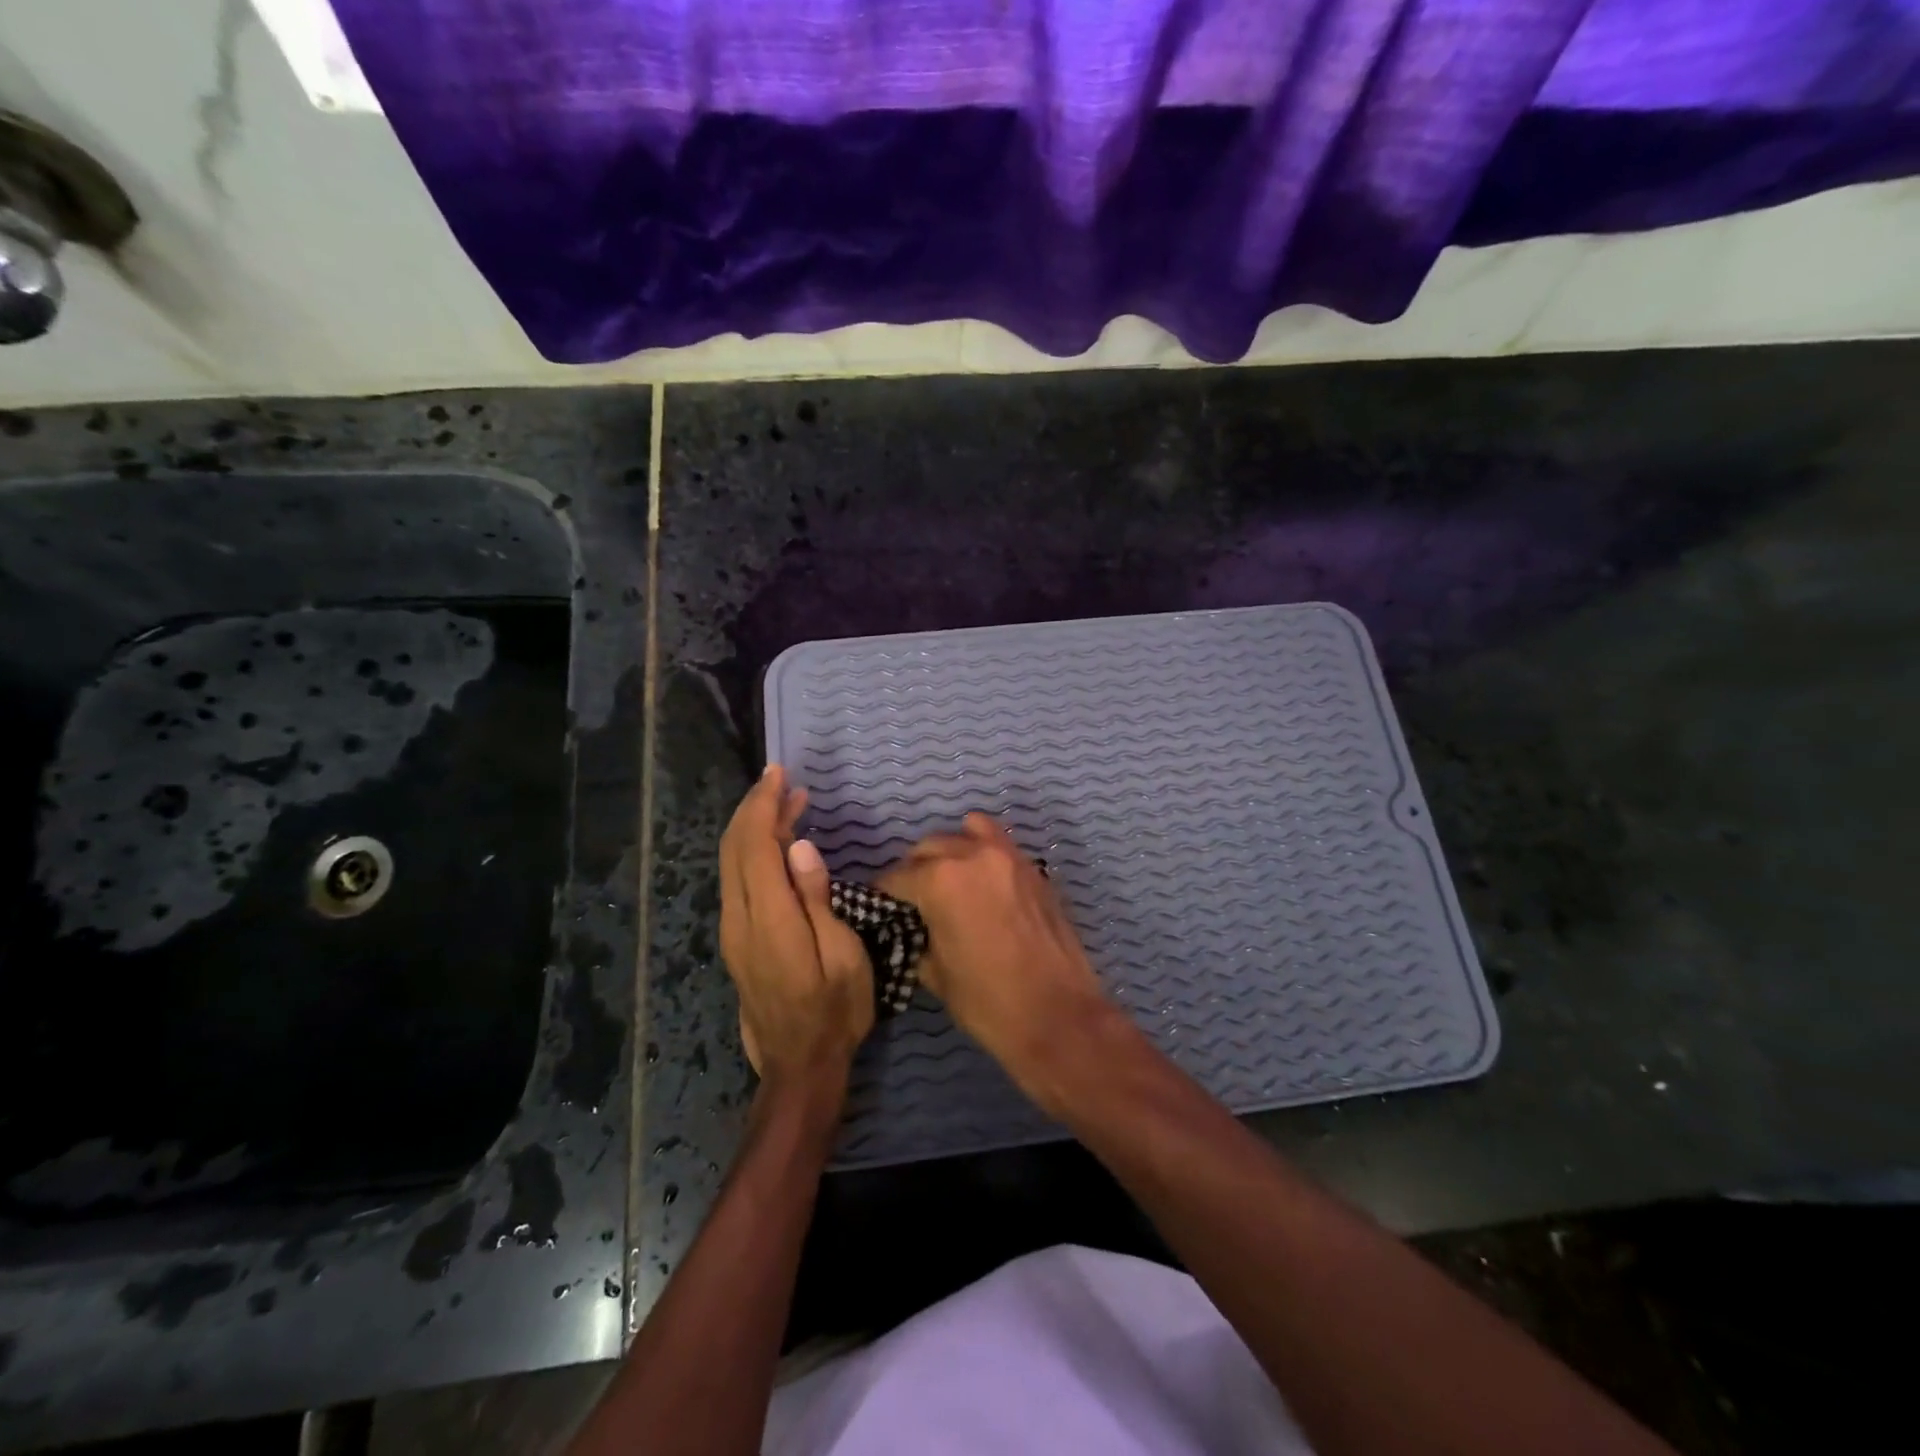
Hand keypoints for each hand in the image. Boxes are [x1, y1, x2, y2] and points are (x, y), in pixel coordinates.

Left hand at [719, 766, 873, 1090]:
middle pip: (734, 848)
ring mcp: (733, 931)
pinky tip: (777, 846)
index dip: (764, 805)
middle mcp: (740, 919)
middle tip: (783, 780)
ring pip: (731, 863)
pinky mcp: (736, 940)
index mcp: (769, 920)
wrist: (799, 1066)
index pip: (755, 846)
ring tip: (787, 803)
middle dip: (754, 808)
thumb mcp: (843, 957)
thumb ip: (817, 900)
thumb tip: (799, 847)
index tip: (779, 774)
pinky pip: (736, 880)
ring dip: (753, 827)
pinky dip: (752, 851)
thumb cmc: (836, 1011)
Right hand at [878, 814, 1115, 1093]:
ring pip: (966, 834)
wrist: (1058, 1016)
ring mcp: (1008, 857)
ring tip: (948, 881)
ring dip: (950, 852)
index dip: (883, 895)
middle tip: (912, 900)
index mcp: (940, 880)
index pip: (896, 878)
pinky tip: (981, 881)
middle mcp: (972, 855)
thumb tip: (913, 928)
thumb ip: (918, 937)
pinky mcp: (1034, 869)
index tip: (879, 908)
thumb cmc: (988, 1002)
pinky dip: (983, 852)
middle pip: (928, 848)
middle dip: (914, 870)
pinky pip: (999, 844)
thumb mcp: (935, 975)